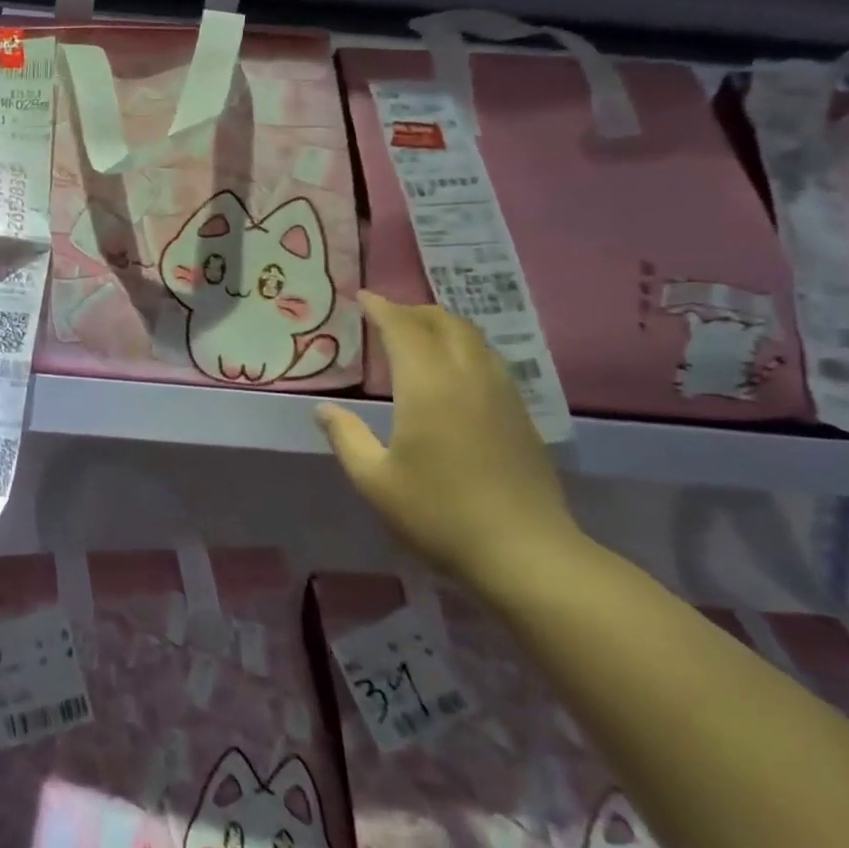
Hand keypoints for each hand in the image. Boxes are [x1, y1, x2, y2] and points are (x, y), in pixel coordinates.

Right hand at [314, 292, 582, 593]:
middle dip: (412, 310)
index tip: (361, 296)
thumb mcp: (374, 480)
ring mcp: (500, 393)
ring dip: (441, 324)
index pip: (403, 329)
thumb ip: (346, 437)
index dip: (381, 308)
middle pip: (443, 322)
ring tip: (416, 333)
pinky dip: (463, 346)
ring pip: (472, 337)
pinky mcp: (519, 413)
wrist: (524, 551)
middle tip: (384, 314)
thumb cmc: (438, 513)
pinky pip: (488, 359)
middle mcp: (468, 377)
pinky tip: (451, 369)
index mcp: (428, 387)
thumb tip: (324, 409)